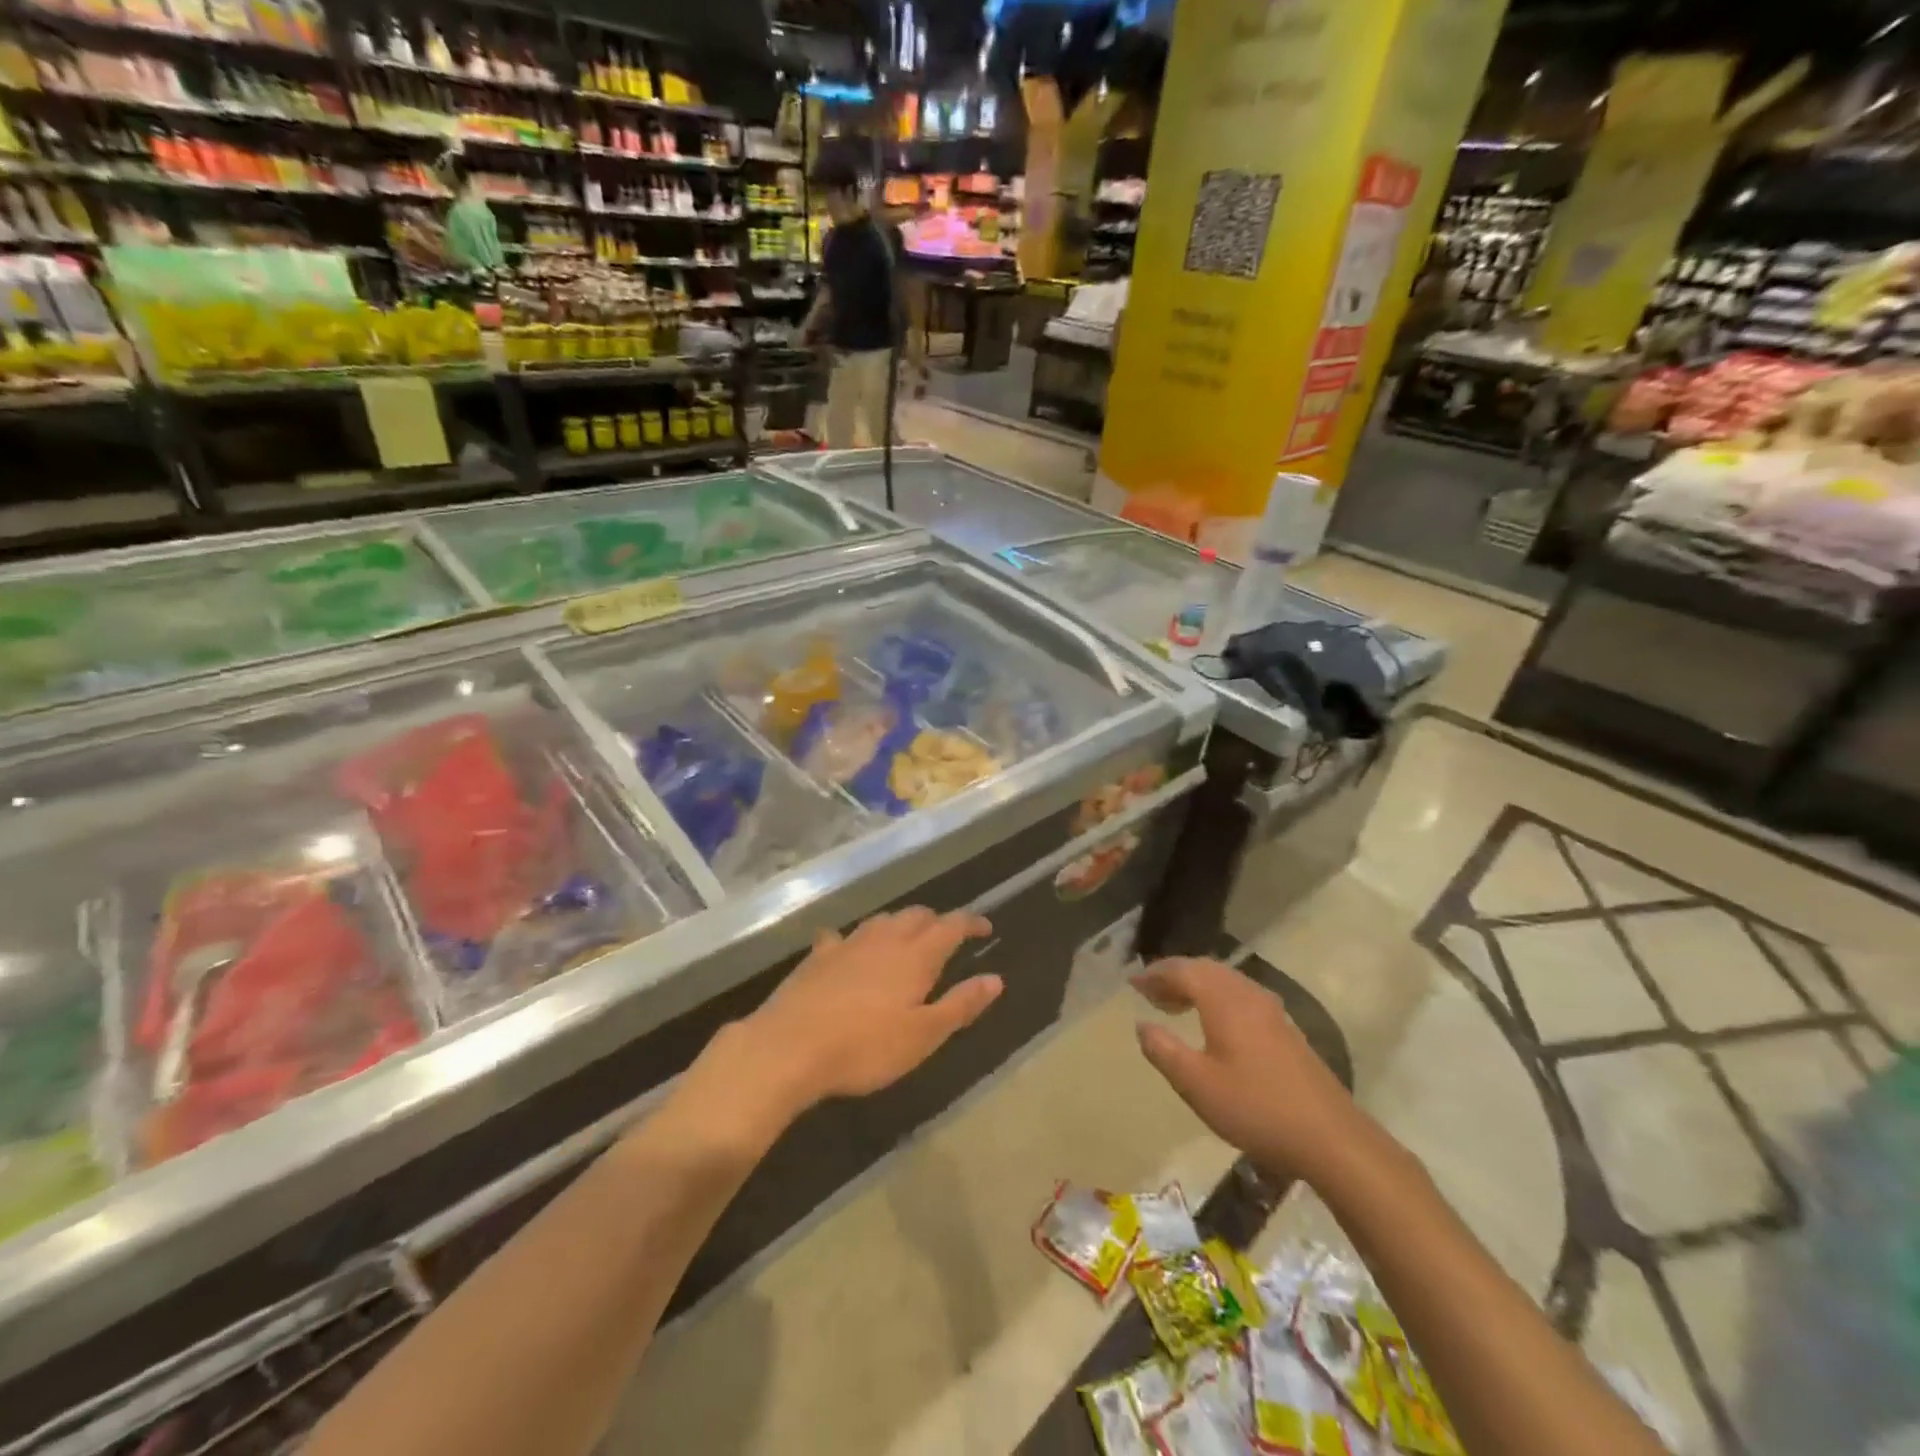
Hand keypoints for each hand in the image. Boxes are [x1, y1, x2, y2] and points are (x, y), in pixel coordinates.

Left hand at [731, 908, 1000, 1114]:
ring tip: (906, 939)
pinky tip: (846, 949)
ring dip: (900, 924)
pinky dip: (853, 939)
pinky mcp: (818, 956)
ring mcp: (848, 944)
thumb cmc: (865, 1047)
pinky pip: (841, 936)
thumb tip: (995, 979)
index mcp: (916, 956)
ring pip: (882, 920)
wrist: (789, 1047)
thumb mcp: (923, 1035)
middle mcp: (884, 939)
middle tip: (947, 936)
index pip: (951, 926)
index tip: (985, 928)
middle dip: (936, 921)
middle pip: (916, 916)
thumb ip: (960, 1004)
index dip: (971, 924)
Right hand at [1133, 958, 1358, 1180]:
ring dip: (1196, 986)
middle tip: (1150, 993)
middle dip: (1174, 976)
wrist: (1332, 1138)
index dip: (1155, 974)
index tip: (1133, 983)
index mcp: (1224, 1000)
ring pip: (1225, 982)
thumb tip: (1142, 1025)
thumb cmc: (1256, 1108)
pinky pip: (1240, 996)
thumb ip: (1164, 1051)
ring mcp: (1271, 1010)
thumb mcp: (1197, 1085)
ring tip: (1174, 1006)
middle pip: (1205, 969)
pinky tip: (1212, 1025)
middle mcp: (1248, 994)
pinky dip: (1216, 998)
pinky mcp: (1285, 1029)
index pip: (1183, 970)